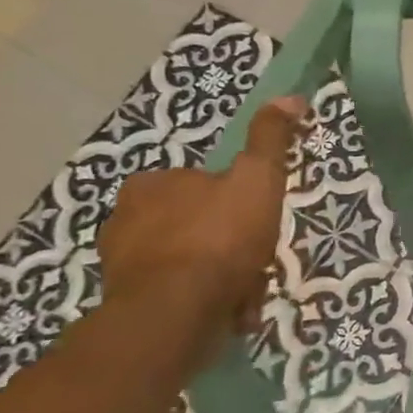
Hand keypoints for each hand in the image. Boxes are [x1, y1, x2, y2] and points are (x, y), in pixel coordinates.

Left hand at [96, 96, 306, 346]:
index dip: (237, 201)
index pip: (203, 183)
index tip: (259, 221)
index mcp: (151, 184)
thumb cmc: (218, 238)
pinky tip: (228, 311)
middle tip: (258, 259)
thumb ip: (270, 140)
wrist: (175, 315)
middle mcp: (125, 219)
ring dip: (220, 275)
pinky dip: (204, 301)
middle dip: (229, 243)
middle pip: (197, 224)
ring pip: (189, 261)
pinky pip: (178, 294)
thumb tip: (290, 98)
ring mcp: (122, 265)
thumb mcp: (257, 179)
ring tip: (247, 292)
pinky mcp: (126, 304)